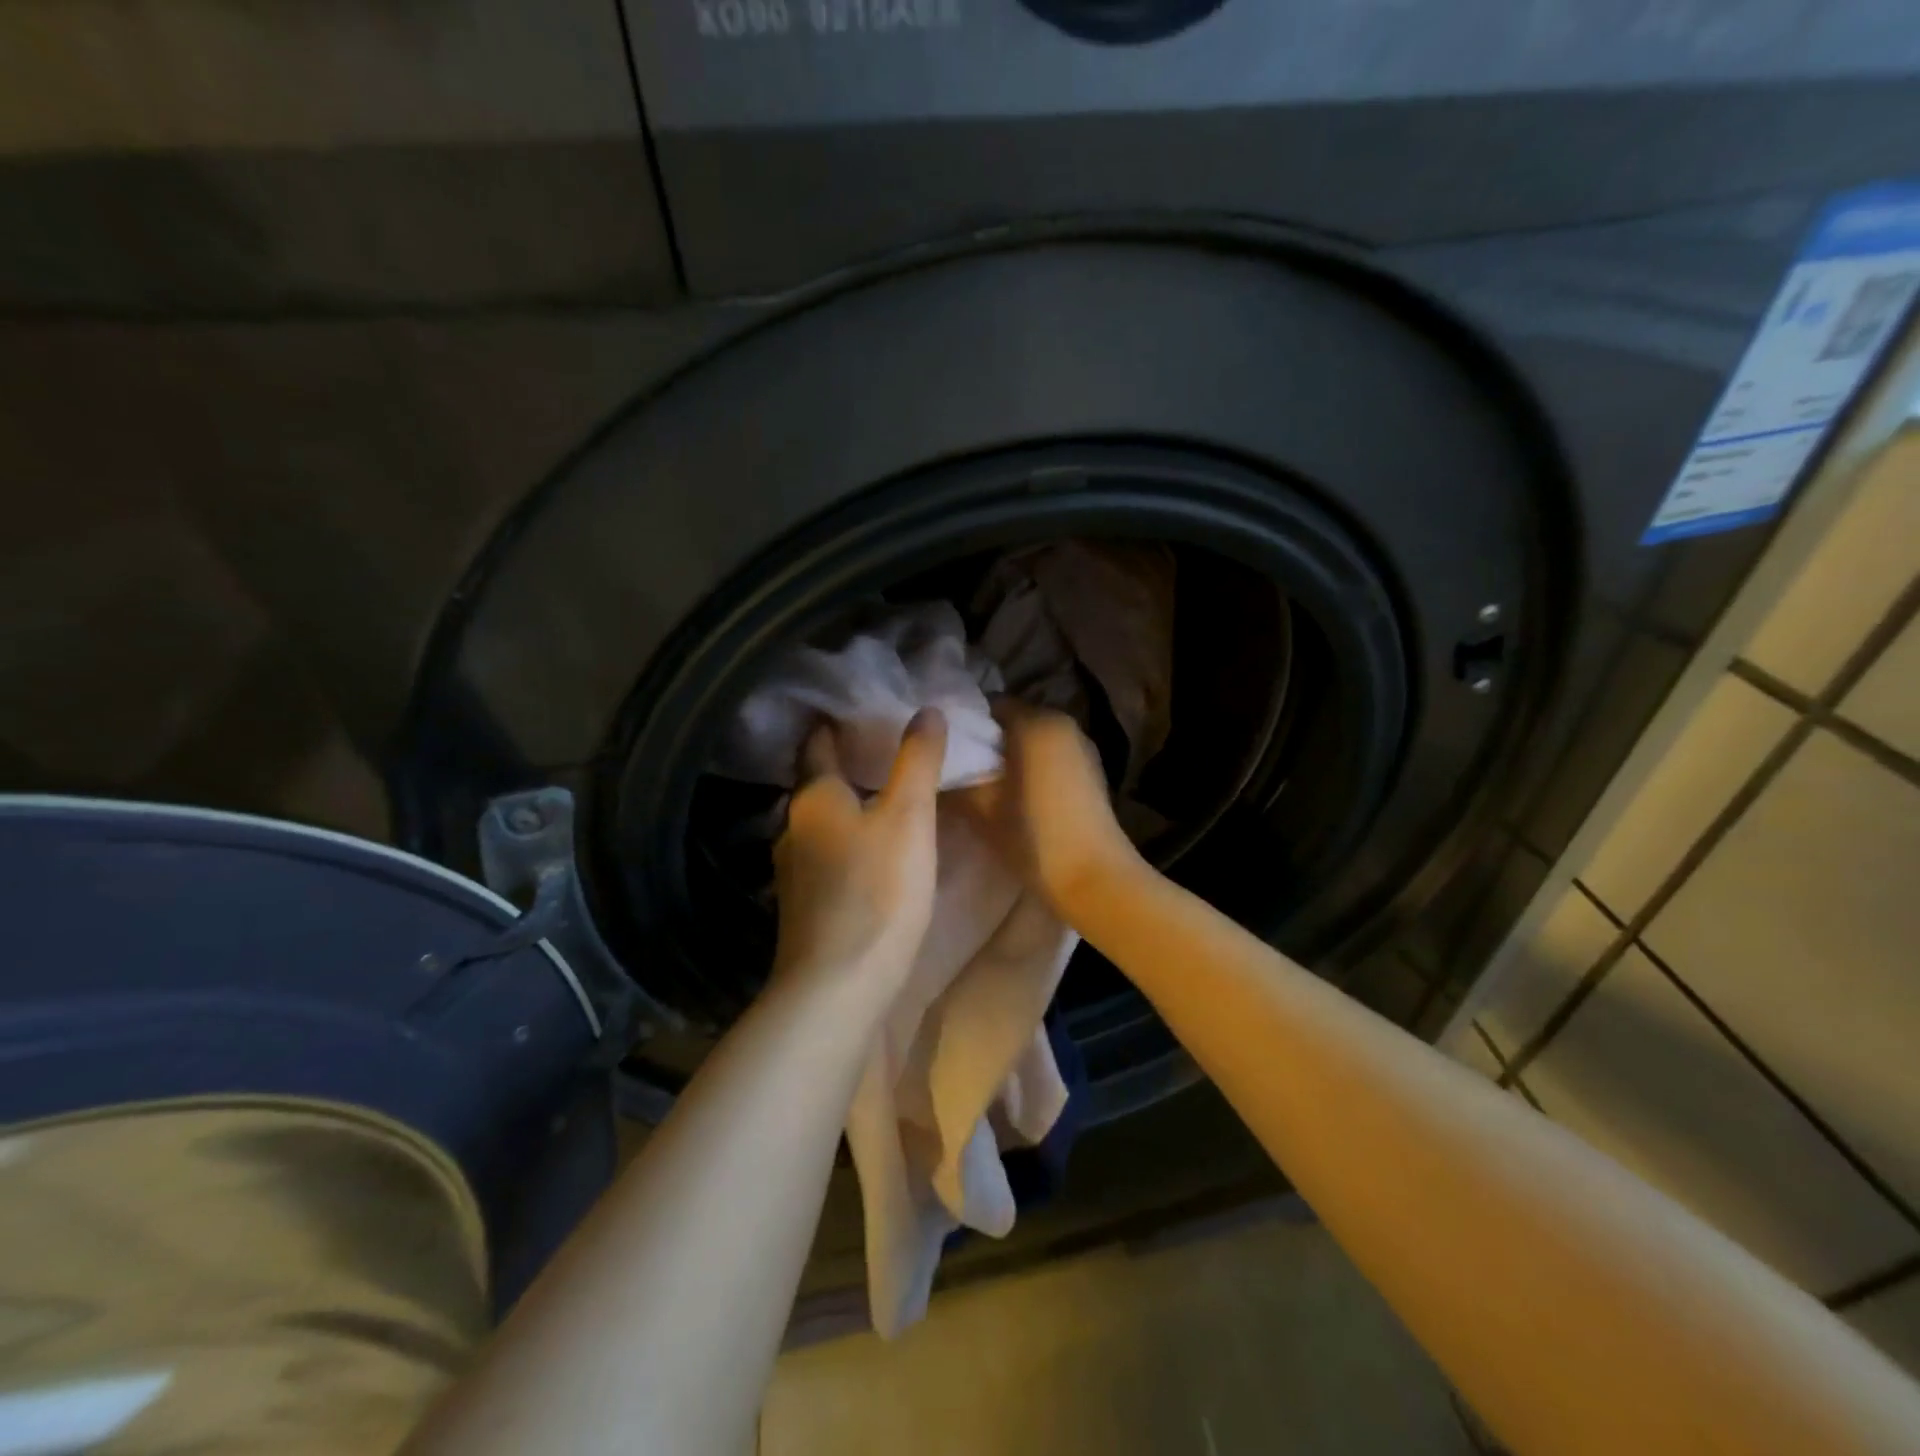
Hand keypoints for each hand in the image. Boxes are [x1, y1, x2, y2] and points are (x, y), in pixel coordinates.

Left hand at [771, 708, 946, 998]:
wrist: (838, 987)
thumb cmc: (877, 891)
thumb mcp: (909, 817)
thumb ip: (917, 761)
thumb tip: (926, 709)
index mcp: (814, 798)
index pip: (818, 744)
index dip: (835, 724)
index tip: (860, 711)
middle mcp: (793, 828)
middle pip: (817, 785)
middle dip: (845, 769)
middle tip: (883, 755)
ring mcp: (792, 872)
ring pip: (820, 826)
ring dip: (846, 812)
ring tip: (882, 804)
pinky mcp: (803, 909)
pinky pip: (825, 861)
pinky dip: (845, 848)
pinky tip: (868, 859)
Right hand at [957, 701, 1141, 916]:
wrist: (1095, 879)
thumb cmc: (1033, 837)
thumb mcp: (981, 809)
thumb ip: (954, 779)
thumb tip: (934, 765)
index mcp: (1036, 722)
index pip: (989, 704)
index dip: (962, 723)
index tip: (941, 747)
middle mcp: (1063, 723)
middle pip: (1012, 721)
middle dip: (984, 741)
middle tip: (955, 767)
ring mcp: (1082, 748)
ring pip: (1032, 740)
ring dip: (1008, 756)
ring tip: (981, 784)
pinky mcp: (1091, 772)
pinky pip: (1050, 757)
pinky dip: (1030, 767)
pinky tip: (1013, 797)